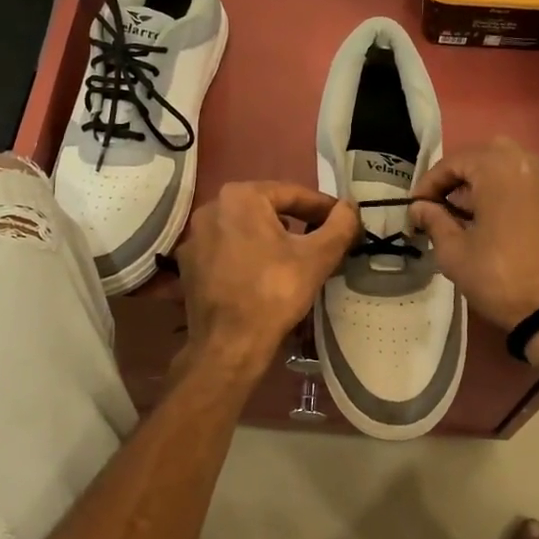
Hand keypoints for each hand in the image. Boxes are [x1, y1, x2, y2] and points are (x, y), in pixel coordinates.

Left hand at [174, 182, 359, 373]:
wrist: (229, 344)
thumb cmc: (275, 292)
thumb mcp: (318, 256)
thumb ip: (340, 225)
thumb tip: (350, 206)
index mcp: (240, 196)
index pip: (292, 193)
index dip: (323, 207)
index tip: (343, 221)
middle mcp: (211, 208)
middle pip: (266, 208)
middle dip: (297, 221)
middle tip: (323, 238)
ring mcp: (194, 237)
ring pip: (244, 229)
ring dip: (272, 237)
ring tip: (295, 256)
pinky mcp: (188, 265)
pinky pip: (226, 250)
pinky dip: (247, 255)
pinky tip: (264, 274)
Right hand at [411, 138, 538, 331]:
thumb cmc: (500, 277)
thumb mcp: (455, 252)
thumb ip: (434, 221)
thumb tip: (420, 208)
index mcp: (497, 168)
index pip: (453, 162)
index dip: (428, 184)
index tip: (415, 208)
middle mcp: (526, 162)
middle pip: (482, 156)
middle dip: (457, 177)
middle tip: (439, 205)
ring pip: (505, 166)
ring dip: (481, 182)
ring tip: (463, 214)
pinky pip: (524, 182)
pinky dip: (503, 191)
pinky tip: (490, 220)